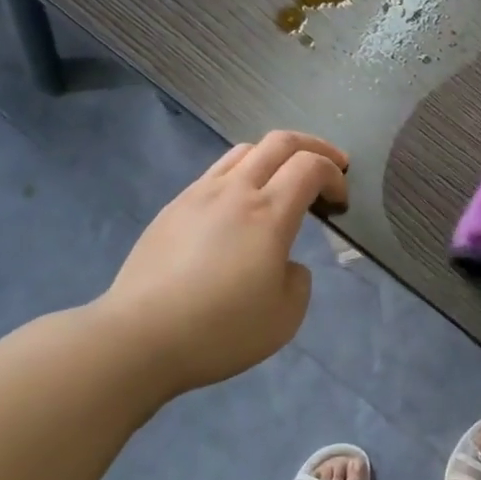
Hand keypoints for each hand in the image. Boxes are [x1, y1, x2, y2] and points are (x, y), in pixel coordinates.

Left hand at [101, 130, 347, 395]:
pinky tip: (239, 206)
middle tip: (331, 163)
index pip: (310, 166)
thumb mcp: (285, 317)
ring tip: (284, 179)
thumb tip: (285, 263)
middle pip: (279, 142)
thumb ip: (298, 280)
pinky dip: (242, 174)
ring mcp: (198, 195)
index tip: (340, 201)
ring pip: (243, 151)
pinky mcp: (172, 209)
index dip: (334, 175)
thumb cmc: (220, 329)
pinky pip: (215, 174)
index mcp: (268, 213)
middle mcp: (234, 191)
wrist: (140, 337)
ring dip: (274, 155)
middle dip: (313, 146)